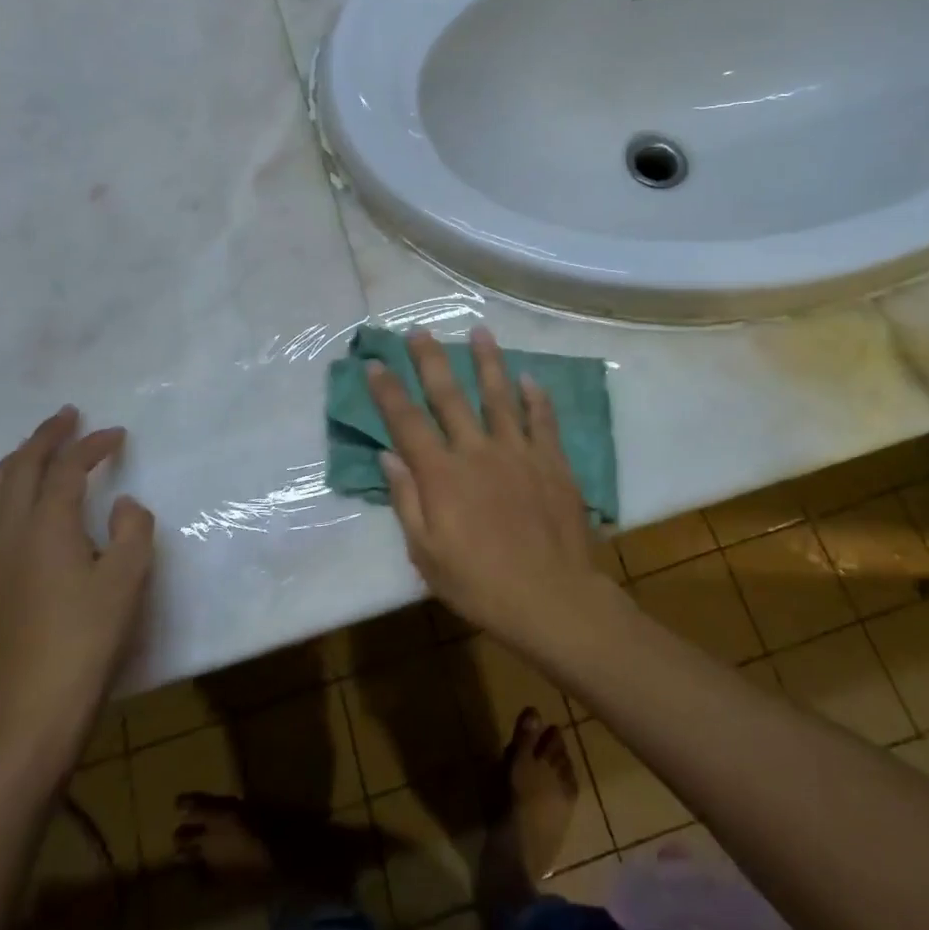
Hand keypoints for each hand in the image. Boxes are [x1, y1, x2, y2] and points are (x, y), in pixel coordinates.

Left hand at [0, 408, 154, 769]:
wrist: (35, 707)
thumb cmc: (89, 637)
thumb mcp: (129, 578)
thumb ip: (133, 529)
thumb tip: (124, 505)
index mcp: (47, 526)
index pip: (67, 469)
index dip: (92, 445)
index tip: (117, 434)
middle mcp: (9, 534)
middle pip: (19, 469)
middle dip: (44, 437)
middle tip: (67, 416)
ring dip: (15, 462)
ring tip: (34, 449)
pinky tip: (11, 507)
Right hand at [367, 327, 611, 652]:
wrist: (551, 598)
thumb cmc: (480, 584)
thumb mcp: (426, 554)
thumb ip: (407, 500)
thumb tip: (388, 456)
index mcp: (442, 475)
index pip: (407, 422)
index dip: (388, 391)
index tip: (376, 363)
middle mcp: (477, 451)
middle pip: (449, 396)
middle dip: (431, 360)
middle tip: (420, 330)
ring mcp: (518, 452)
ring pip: (499, 396)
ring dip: (488, 362)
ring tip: (480, 331)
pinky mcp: (552, 462)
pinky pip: (542, 420)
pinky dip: (536, 397)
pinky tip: (530, 378)